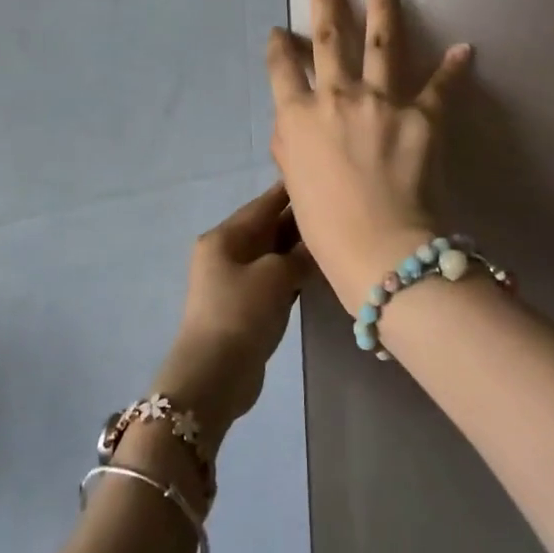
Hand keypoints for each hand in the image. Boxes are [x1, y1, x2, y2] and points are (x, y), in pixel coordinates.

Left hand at [153, 183, 311, 446]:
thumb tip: (320, 241)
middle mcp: (227, 252)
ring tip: (335, 237)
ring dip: (299, 249)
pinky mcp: (245, 305)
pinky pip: (274, 278)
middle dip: (299, 221)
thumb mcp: (276, 276)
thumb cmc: (242, 313)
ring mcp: (234, 280)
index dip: (292, 191)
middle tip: (338, 210)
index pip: (264, 204)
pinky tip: (319, 270)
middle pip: (268, 228)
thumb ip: (301, 254)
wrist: (215, 375)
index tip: (321, 177)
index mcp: (225, 236)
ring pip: (273, 255)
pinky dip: (293, 273)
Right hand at [265, 0, 469, 304]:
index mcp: (298, 118)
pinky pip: (440, 86)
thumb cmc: (327, 228)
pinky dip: (453, 68)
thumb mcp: (294, 185)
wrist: (381, 249)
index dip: (279, 48)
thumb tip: (292, 122)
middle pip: (329, 37)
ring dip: (383, 2)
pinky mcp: (422, 116)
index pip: (282, 71)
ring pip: (381, 41)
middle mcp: (336, 98)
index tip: (280, 30)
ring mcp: (381, 102)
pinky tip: (465, 48)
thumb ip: (290, 146)